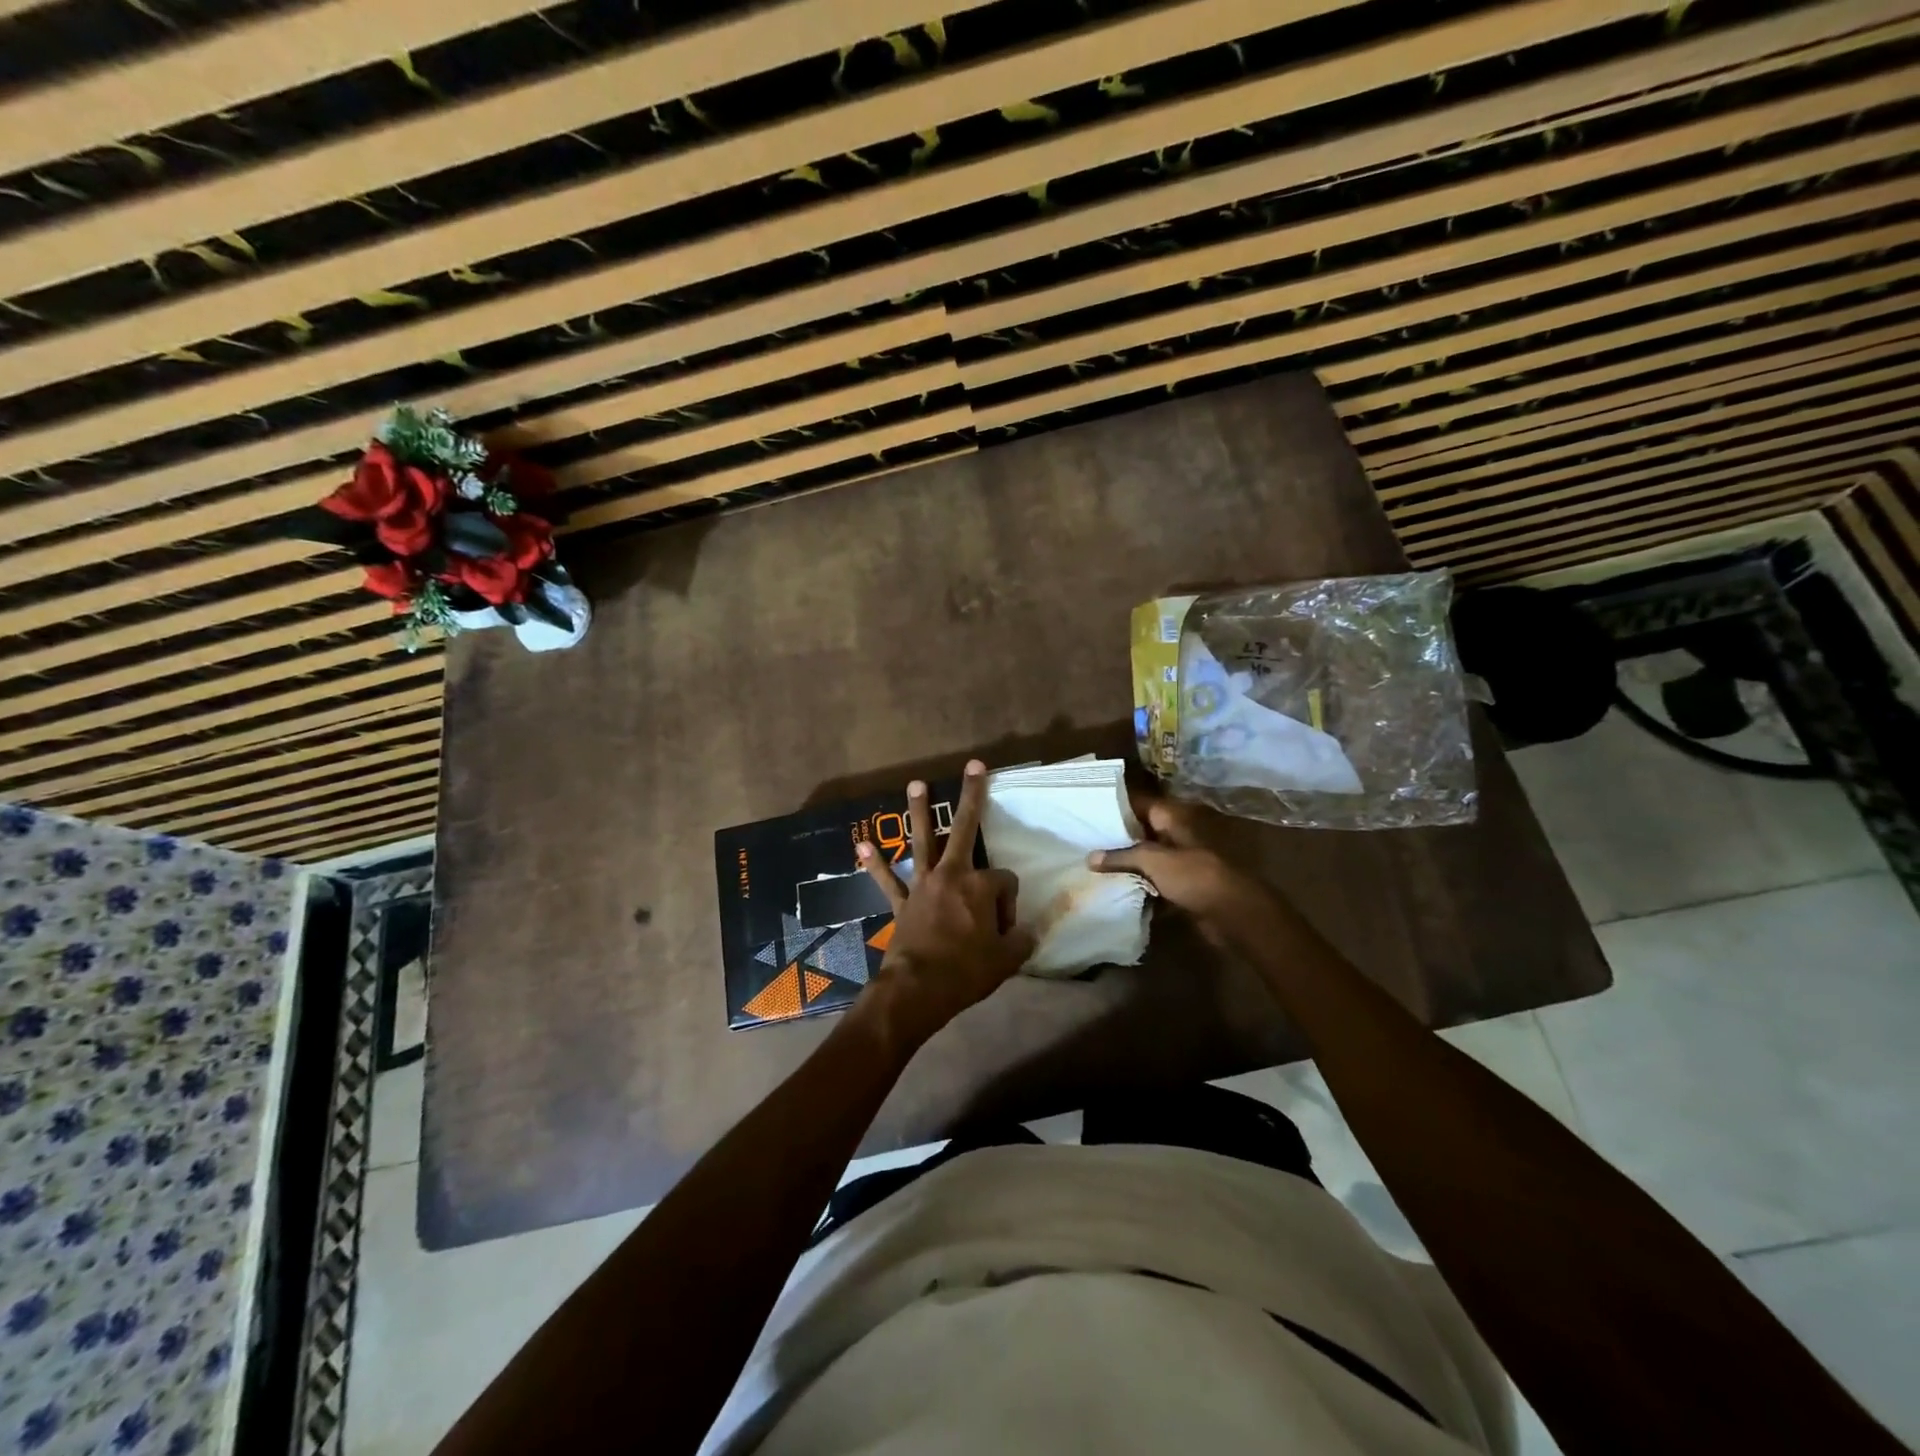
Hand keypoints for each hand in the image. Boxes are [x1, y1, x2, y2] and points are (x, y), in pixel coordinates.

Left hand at [854, 761, 1034, 1049]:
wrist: (918, 989)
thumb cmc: (966, 972)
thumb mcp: (1007, 960)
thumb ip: (1021, 941)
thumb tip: (1027, 933)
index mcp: (980, 886)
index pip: (1004, 881)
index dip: (1009, 903)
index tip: (1005, 929)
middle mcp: (951, 875)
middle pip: (962, 828)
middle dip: (971, 796)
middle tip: (974, 767)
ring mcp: (922, 885)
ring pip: (921, 840)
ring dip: (917, 812)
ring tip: (915, 784)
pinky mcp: (901, 902)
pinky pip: (887, 879)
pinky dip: (875, 864)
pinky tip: (861, 846)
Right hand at [1087, 794, 1270, 940]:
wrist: (1234, 914)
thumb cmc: (1195, 875)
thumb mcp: (1153, 860)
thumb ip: (1121, 856)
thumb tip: (1090, 858)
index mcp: (1175, 818)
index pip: (1140, 804)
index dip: (1116, 805)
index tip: (1089, 809)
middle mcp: (1179, 835)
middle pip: (1143, 831)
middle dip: (1117, 837)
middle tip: (1084, 839)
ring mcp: (1183, 862)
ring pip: (1148, 859)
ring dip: (1127, 864)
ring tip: (1092, 865)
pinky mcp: (1184, 887)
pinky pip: (1155, 882)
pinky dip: (1139, 885)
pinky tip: (1114, 889)